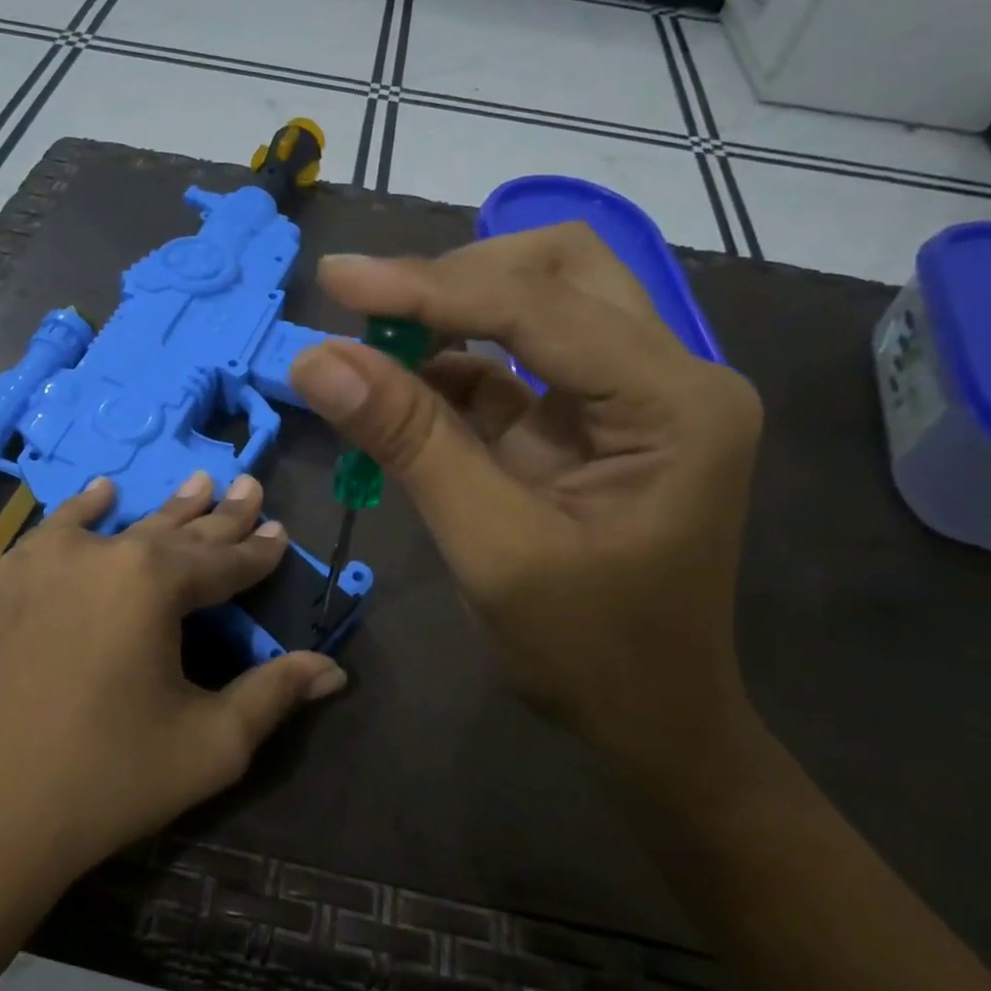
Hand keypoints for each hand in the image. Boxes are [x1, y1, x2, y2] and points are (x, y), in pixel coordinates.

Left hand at [0, 472, 346, 896]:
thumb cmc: (108, 780)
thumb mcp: (211, 744)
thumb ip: (274, 695)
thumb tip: (333, 670)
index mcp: (153, 582)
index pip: (223, 560)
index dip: (257, 550)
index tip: (280, 530)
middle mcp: (98, 553)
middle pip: (174, 531)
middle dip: (218, 515)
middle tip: (247, 485)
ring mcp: (39, 562)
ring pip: (117, 524)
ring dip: (160, 510)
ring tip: (195, 482)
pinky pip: (53, 534)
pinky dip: (82, 512)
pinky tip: (100, 494)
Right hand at [288, 223, 762, 795]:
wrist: (651, 719)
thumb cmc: (589, 652)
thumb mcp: (491, 548)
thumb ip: (410, 443)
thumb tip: (316, 360)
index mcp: (675, 403)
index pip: (538, 308)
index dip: (428, 288)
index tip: (335, 279)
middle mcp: (670, 375)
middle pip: (559, 271)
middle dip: (457, 281)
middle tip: (369, 313)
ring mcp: (634, 392)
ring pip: (541, 300)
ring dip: (454, 312)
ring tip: (373, 343)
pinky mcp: (594, 417)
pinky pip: (519, 361)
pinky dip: (454, 364)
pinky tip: (402, 384)